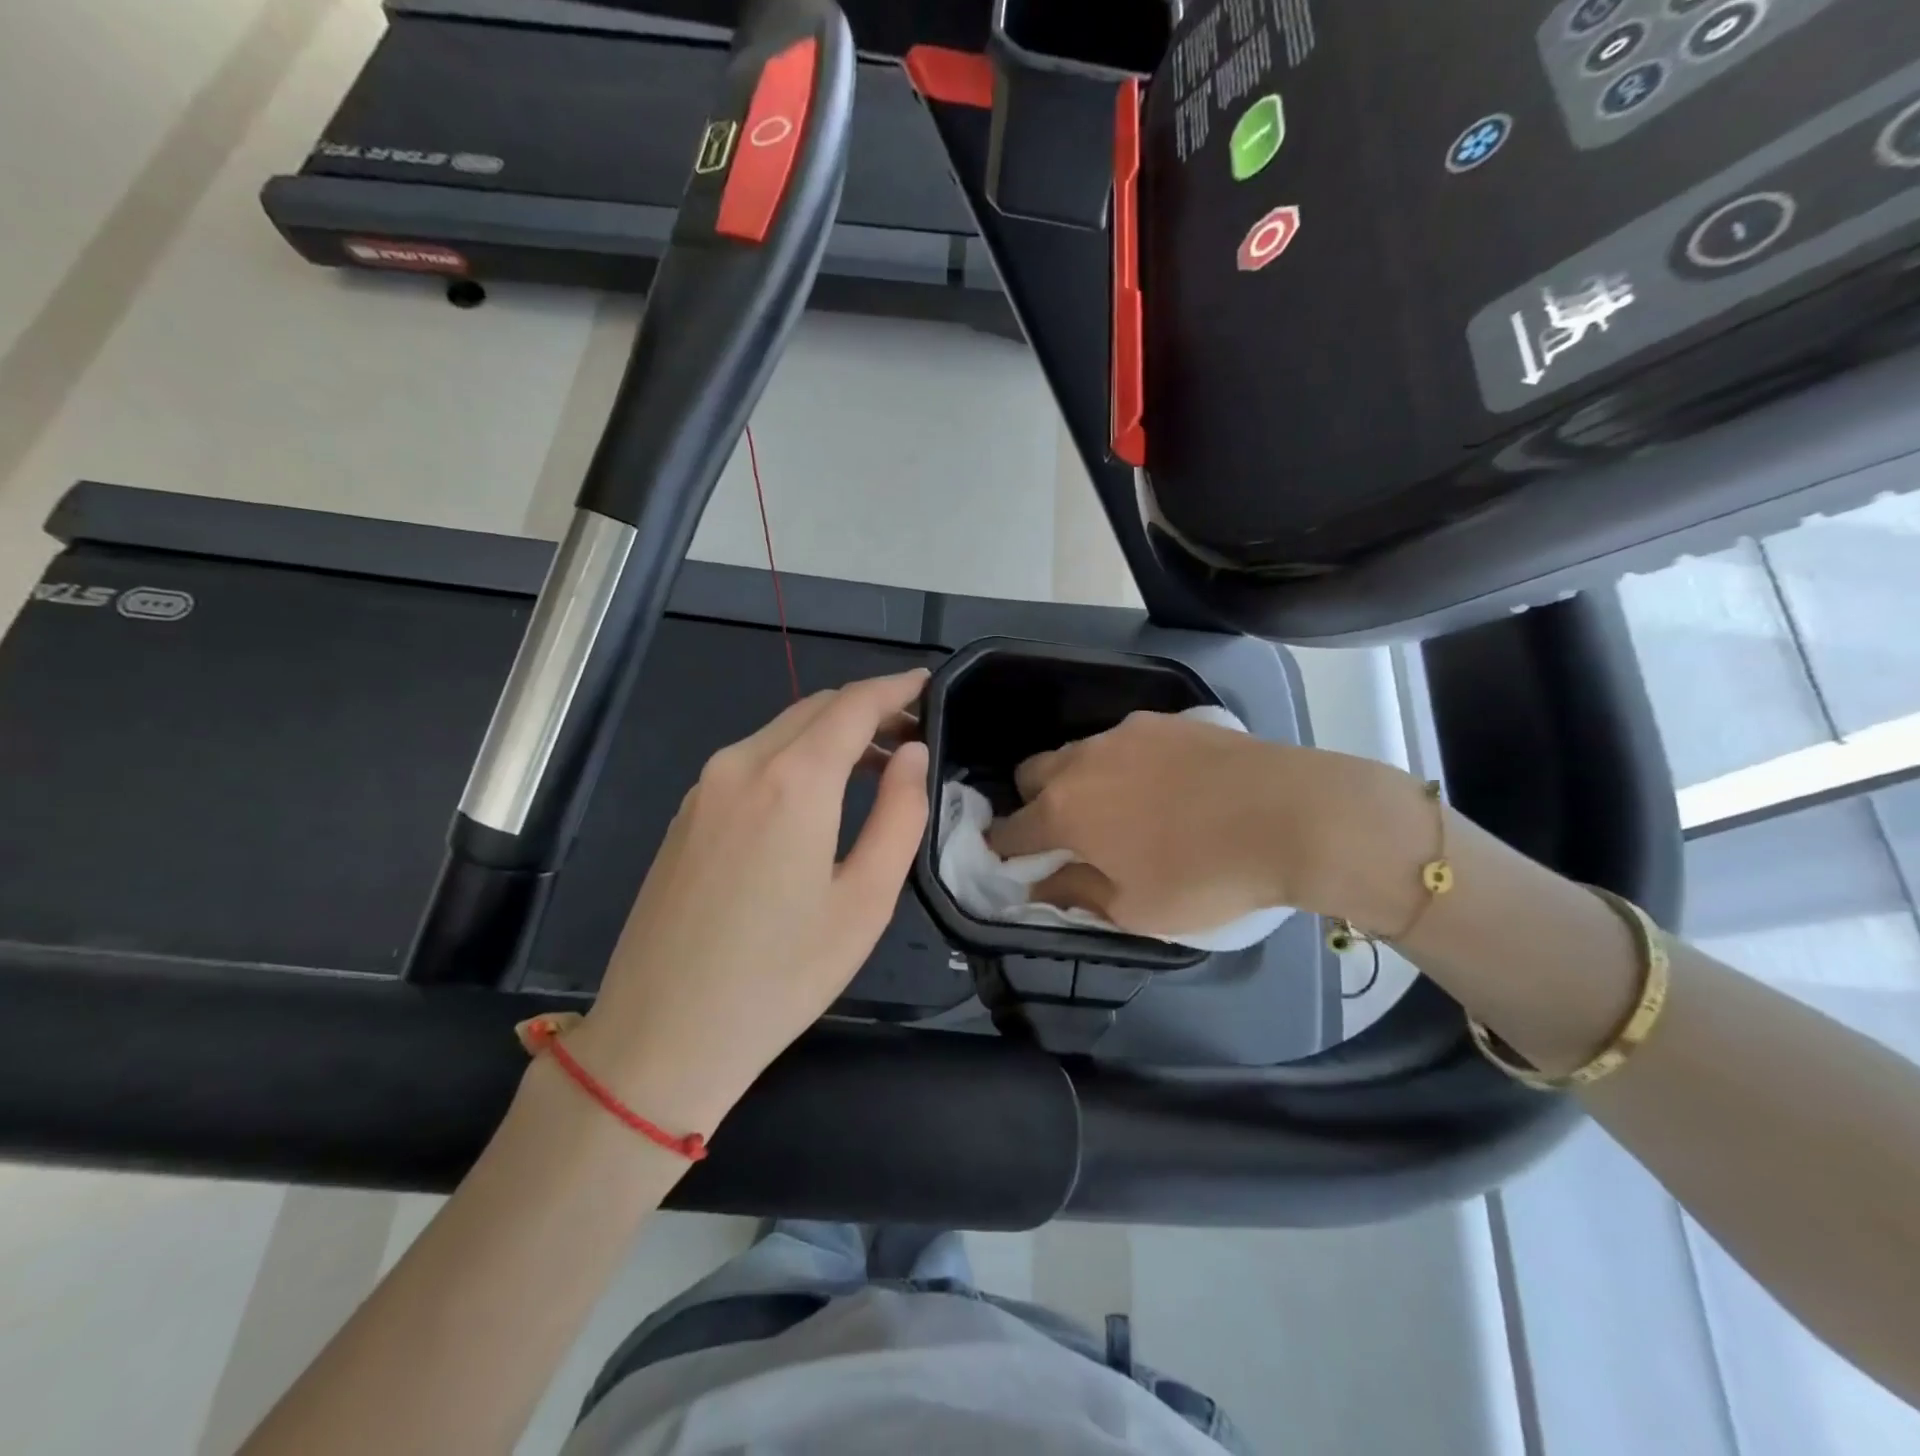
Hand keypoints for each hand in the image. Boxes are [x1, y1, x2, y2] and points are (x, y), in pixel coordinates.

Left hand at [570, 670, 929, 1133]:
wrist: (660, 1037)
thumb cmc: (780, 977)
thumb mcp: (865, 900)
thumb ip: (900, 814)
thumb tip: (913, 755)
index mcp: (792, 781)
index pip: (853, 704)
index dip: (895, 688)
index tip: (927, 684)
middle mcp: (741, 764)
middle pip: (816, 708)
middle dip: (868, 710)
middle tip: (913, 736)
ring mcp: (705, 787)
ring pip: (781, 731)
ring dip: (832, 734)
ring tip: (876, 766)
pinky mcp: (687, 813)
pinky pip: (752, 760)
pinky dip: (796, 757)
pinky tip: (817, 796)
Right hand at [987, 710, 1391, 934]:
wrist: (1291, 815)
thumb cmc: (1205, 875)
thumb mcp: (1135, 909)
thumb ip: (1076, 893)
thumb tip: (1041, 883)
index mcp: (1064, 810)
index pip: (1009, 830)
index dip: (1005, 852)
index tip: (1015, 865)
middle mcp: (1082, 760)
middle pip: (1031, 775)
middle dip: (1034, 804)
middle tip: (1069, 836)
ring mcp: (1125, 733)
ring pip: (1078, 753)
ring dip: (1080, 781)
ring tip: (1123, 809)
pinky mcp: (1166, 720)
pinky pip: (1124, 742)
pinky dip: (1124, 764)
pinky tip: (1166, 787)